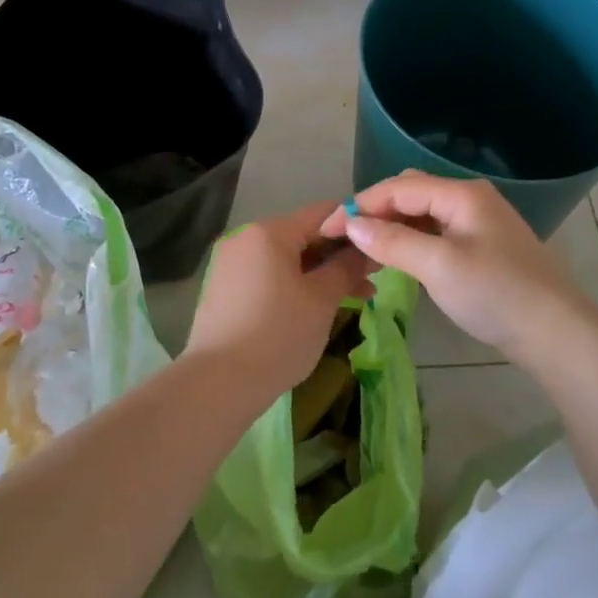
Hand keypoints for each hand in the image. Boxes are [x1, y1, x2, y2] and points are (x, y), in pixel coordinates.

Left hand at [186, 202, 373, 404]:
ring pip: (286, 259)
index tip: (379, 247)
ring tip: (353, 298)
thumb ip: (346, 268)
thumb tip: (365, 250)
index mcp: (269, 232)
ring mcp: (231, 263)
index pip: (322, 214)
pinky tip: (316, 307)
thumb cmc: (278, 335)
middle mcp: (246, 238)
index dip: (354, 227)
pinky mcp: (224, 289)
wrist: (218, 383)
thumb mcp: (321, 300)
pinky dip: (294, 285)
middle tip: (371, 280)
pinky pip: (268, 276)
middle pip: (303, 236)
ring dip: (319, 274)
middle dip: (338, 256)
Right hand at [321, 171, 597, 362]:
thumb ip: (393, 242)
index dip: (359, 205)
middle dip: (375, 211)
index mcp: (461, 194)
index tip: (327, 229)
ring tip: (365, 249)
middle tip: (346, 239)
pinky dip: (412, 240)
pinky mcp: (482, 246)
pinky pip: (436, 231)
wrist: (557, 333)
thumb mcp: (439, 267)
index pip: (398, 188)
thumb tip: (351, 224)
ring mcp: (479, 222)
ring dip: (392, 226)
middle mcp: (469, 198)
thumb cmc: (496, 294)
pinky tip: (398, 258)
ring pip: (423, 213)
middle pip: (410, 193)